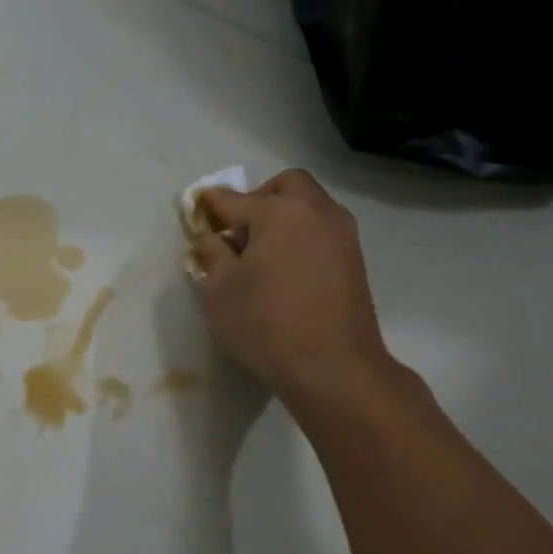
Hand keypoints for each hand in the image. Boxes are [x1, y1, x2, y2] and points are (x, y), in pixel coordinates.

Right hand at [190, 169, 396, 409]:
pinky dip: (301, 238)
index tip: (197, 210)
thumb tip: (213, 238)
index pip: (233, 199)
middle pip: (285, 185)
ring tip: (262, 255)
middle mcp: (315, 212)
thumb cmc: (265, 323)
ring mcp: (342, 235)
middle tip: (239, 231)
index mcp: (278, 212)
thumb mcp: (219, 290)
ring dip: (284, 218)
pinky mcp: (355, 260)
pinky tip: (286, 271)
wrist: (333, 367)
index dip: (210, 205)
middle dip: (258, 198)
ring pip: (309, 207)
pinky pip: (321, 232)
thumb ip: (212, 254)